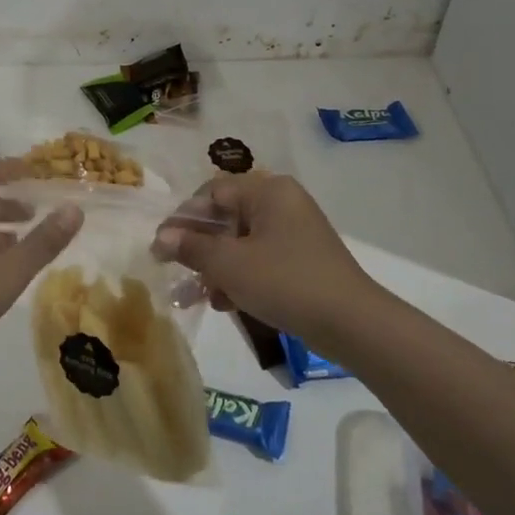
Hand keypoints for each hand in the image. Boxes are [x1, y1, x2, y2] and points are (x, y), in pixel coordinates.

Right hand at [155, 172, 378, 338]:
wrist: (352, 324)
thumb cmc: (285, 281)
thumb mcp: (229, 265)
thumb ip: (192, 247)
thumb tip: (162, 237)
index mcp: (267, 191)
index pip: (212, 193)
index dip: (183, 219)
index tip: (161, 247)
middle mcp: (281, 203)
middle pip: (225, 218)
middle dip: (197, 248)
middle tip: (174, 271)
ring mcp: (294, 232)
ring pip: (240, 242)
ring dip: (215, 267)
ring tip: (195, 296)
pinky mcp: (302, 259)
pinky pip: (260, 259)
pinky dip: (240, 276)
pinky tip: (225, 303)